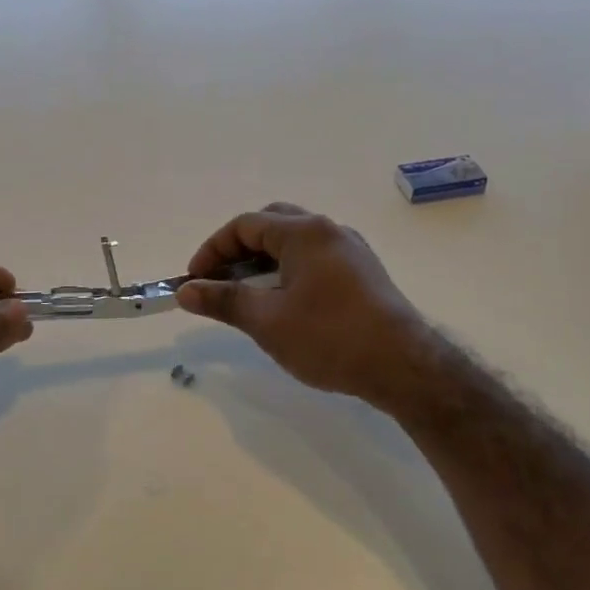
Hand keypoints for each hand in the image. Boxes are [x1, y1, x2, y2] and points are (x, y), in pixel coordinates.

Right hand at [177, 203, 431, 409]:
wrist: (403, 366)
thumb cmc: (329, 337)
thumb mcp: (267, 321)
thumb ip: (223, 300)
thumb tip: (187, 291)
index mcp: (304, 232)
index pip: (245, 225)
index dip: (213, 250)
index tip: (194, 281)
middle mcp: (329, 230)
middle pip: (271, 224)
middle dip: (238, 250)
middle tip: (220, 281)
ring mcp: (351, 250)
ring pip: (295, 242)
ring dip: (264, 261)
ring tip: (248, 296)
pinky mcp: (364, 272)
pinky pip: (315, 258)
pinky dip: (289, 271)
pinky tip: (285, 303)